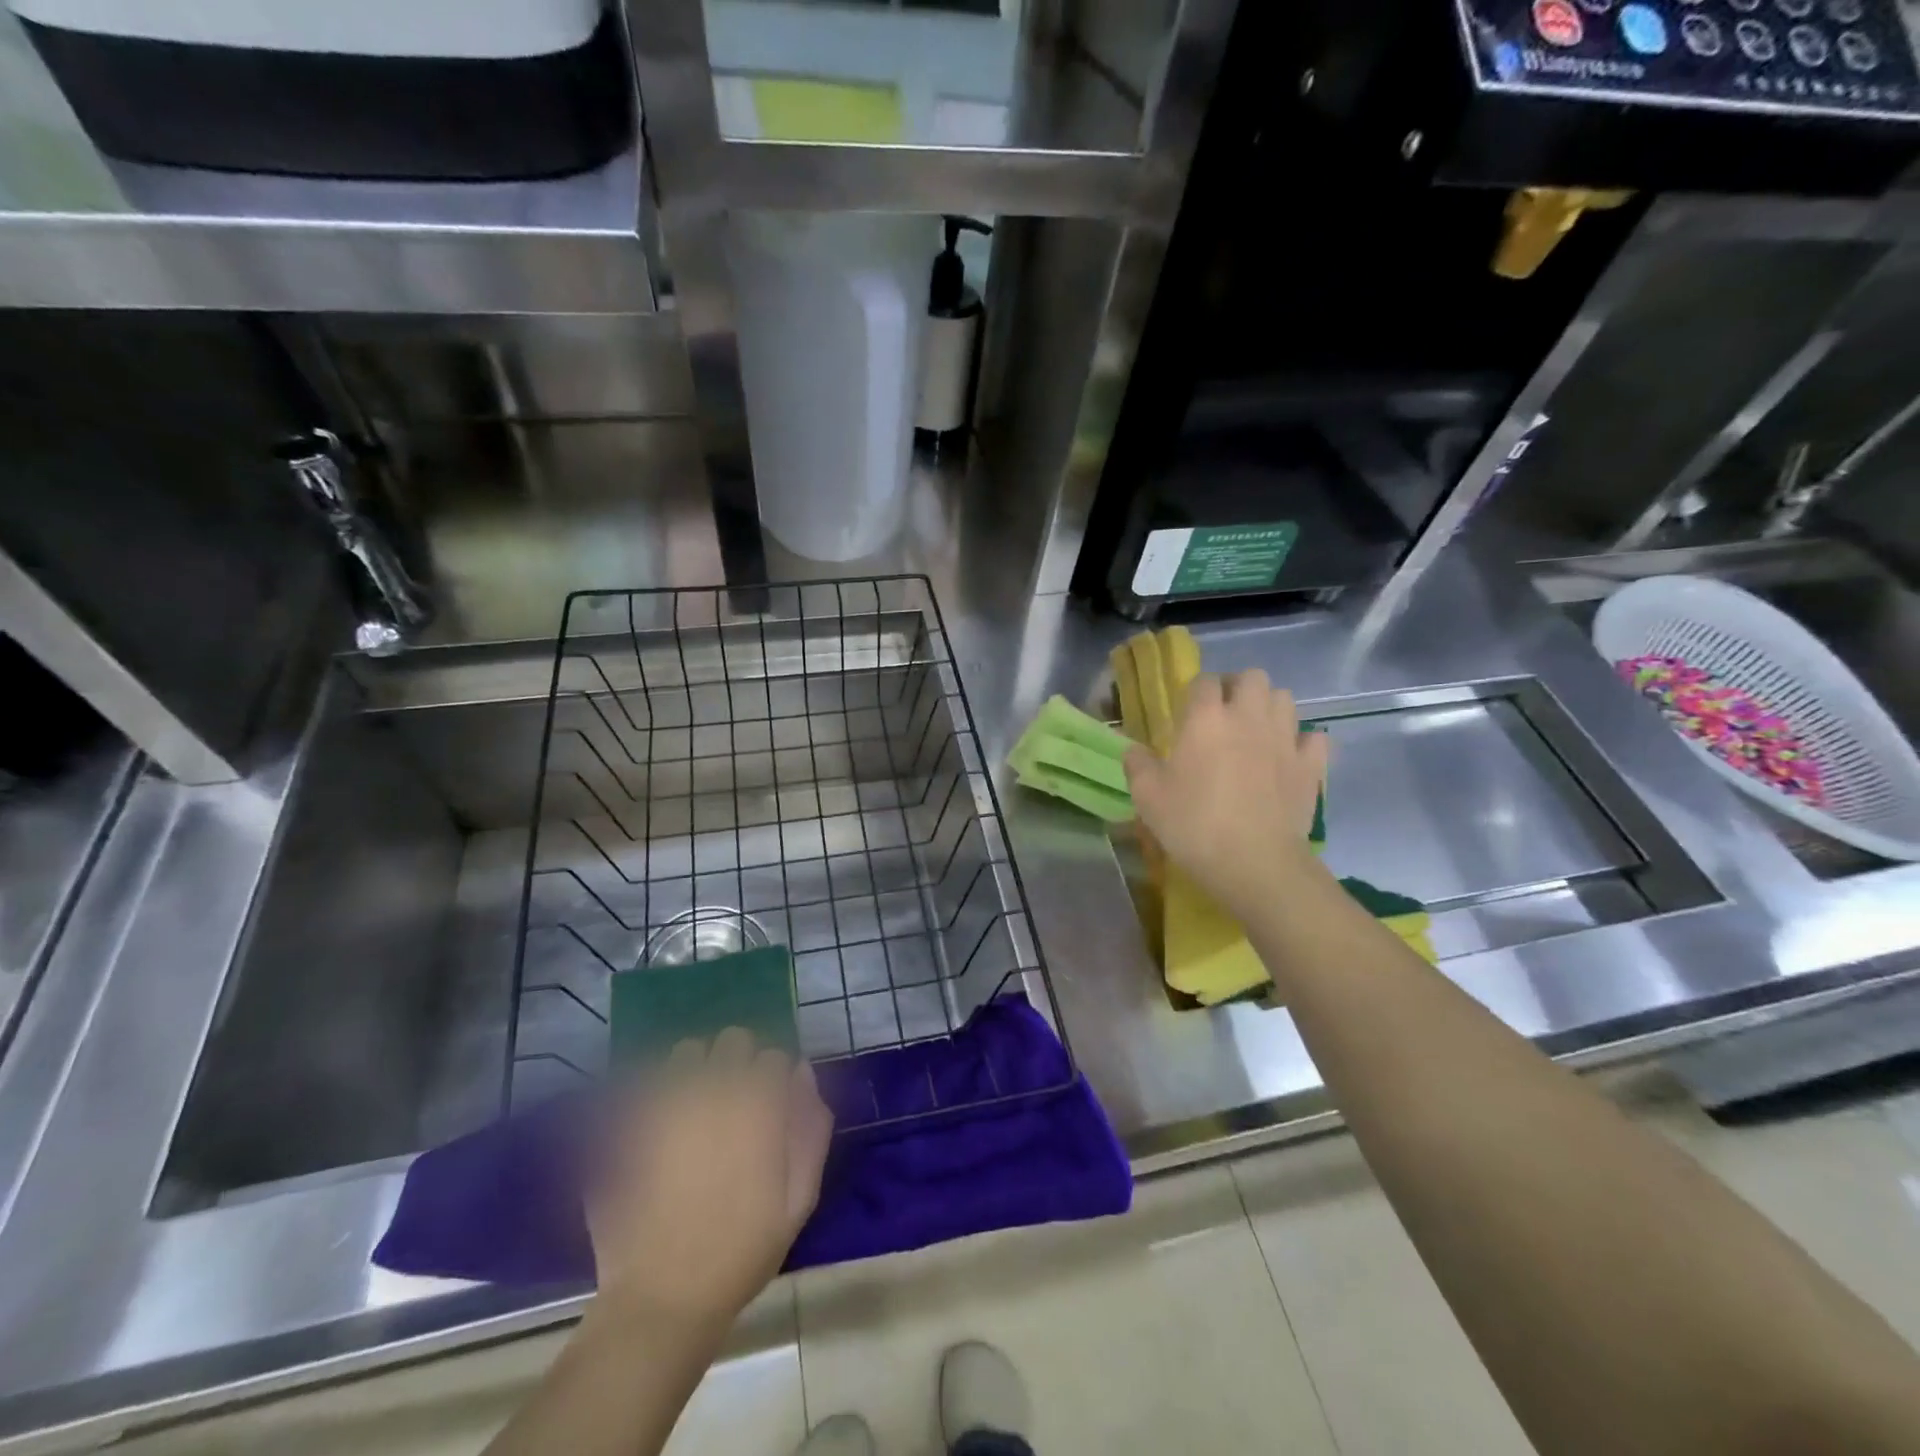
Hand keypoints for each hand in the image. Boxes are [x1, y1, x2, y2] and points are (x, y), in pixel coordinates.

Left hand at [588, 1029, 832, 1335]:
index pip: (774, 1057)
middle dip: (739, 1062)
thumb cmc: (741, 1251)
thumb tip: (802, 1074)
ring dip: (697, 1069)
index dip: (775, 1079)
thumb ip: (810, 1129)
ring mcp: (667, 1102)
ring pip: (687, 1052)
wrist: (663, 1298)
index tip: (770, 1107)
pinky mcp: (629, 1122)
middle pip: (733, 1040)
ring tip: (695, 1108)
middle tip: (736, 1103)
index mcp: (758, 1104)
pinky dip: (658, 1091)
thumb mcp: (799, 1199)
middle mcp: (713, 1089)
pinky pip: (647, 1082)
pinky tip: (661, 1124)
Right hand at [1124, 669, 1329, 922]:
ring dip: (1269, 708)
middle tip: (1223, 715)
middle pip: (1252, 677)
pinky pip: (1314, 737)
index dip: (1195, 692)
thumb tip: (1134, 749)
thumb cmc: (1194, 825)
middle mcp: (1248, 716)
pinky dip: (1302, 742)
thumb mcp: (1147, 798)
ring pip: (1285, 699)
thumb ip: (1137, 765)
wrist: (1255, 863)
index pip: (1203, 681)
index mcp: (1206, 718)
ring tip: (1255, 733)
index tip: (1186, 713)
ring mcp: (1285, 738)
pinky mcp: (1311, 765)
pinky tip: (1288, 757)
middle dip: (1238, 688)